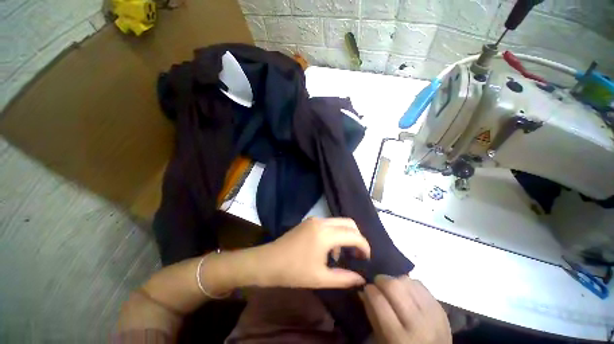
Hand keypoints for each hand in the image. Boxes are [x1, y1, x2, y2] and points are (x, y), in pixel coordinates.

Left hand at [258, 217, 370, 288]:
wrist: (268, 261)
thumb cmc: (293, 272)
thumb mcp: (320, 278)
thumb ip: (344, 278)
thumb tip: (361, 279)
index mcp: (325, 234)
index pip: (353, 235)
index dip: (364, 246)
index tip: (367, 259)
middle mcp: (321, 222)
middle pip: (348, 222)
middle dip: (357, 237)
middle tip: (358, 254)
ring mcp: (314, 219)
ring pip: (338, 221)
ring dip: (345, 234)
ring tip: (343, 254)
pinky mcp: (309, 221)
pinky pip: (329, 223)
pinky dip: (335, 233)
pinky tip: (330, 249)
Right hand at [361, 275, 450, 343]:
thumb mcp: (381, 340)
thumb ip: (372, 314)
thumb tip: (364, 290)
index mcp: (399, 339)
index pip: (379, 301)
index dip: (369, 290)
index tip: (366, 288)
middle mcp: (419, 325)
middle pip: (394, 286)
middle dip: (381, 280)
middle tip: (378, 284)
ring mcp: (433, 315)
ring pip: (406, 281)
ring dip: (394, 280)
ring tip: (392, 288)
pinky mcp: (440, 307)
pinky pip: (419, 284)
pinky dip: (408, 284)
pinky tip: (406, 292)